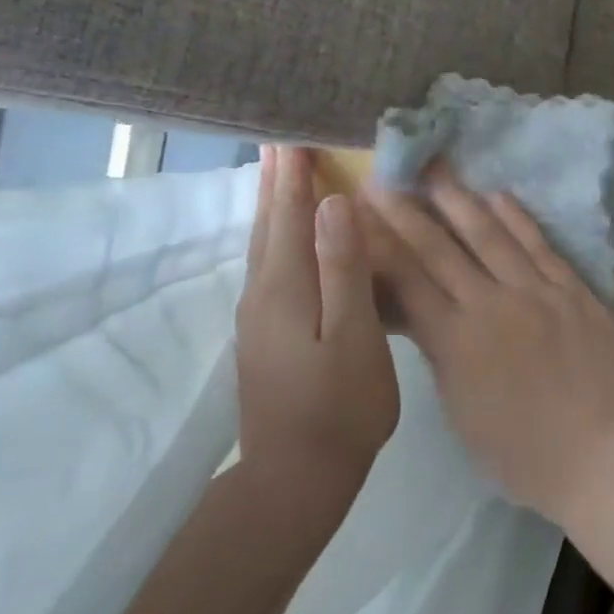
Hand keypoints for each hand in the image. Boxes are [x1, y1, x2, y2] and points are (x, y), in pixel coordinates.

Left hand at [235, 147, 398, 527]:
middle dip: (275, 183)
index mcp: (286, 288)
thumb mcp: (354, 335)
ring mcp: (259, 318)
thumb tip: (333, 204)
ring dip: (271, 208)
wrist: (297, 478)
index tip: (293, 135)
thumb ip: (343, 268)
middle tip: (279, 143)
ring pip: (263, 247)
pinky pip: (269, 267)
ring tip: (279, 178)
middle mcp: (263, 294)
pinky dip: (276, 238)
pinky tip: (285, 241)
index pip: (289, 216)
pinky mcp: (265, 336)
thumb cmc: (341, 405)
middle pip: (267, 226)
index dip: (293, 176)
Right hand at [361, 169, 613, 522]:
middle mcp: (493, 304)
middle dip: (408, 213)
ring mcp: (538, 292)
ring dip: (461, 200)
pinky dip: (518, 219)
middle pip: (442, 250)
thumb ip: (442, 355)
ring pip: (492, 236)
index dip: (379, 246)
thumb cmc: (524, 454)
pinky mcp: (574, 290)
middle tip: (385, 179)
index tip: (358, 217)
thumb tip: (424, 315)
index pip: (407, 281)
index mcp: (457, 341)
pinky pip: (541, 245)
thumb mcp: (462, 411)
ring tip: (438, 170)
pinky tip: (499, 196)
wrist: (603, 453)